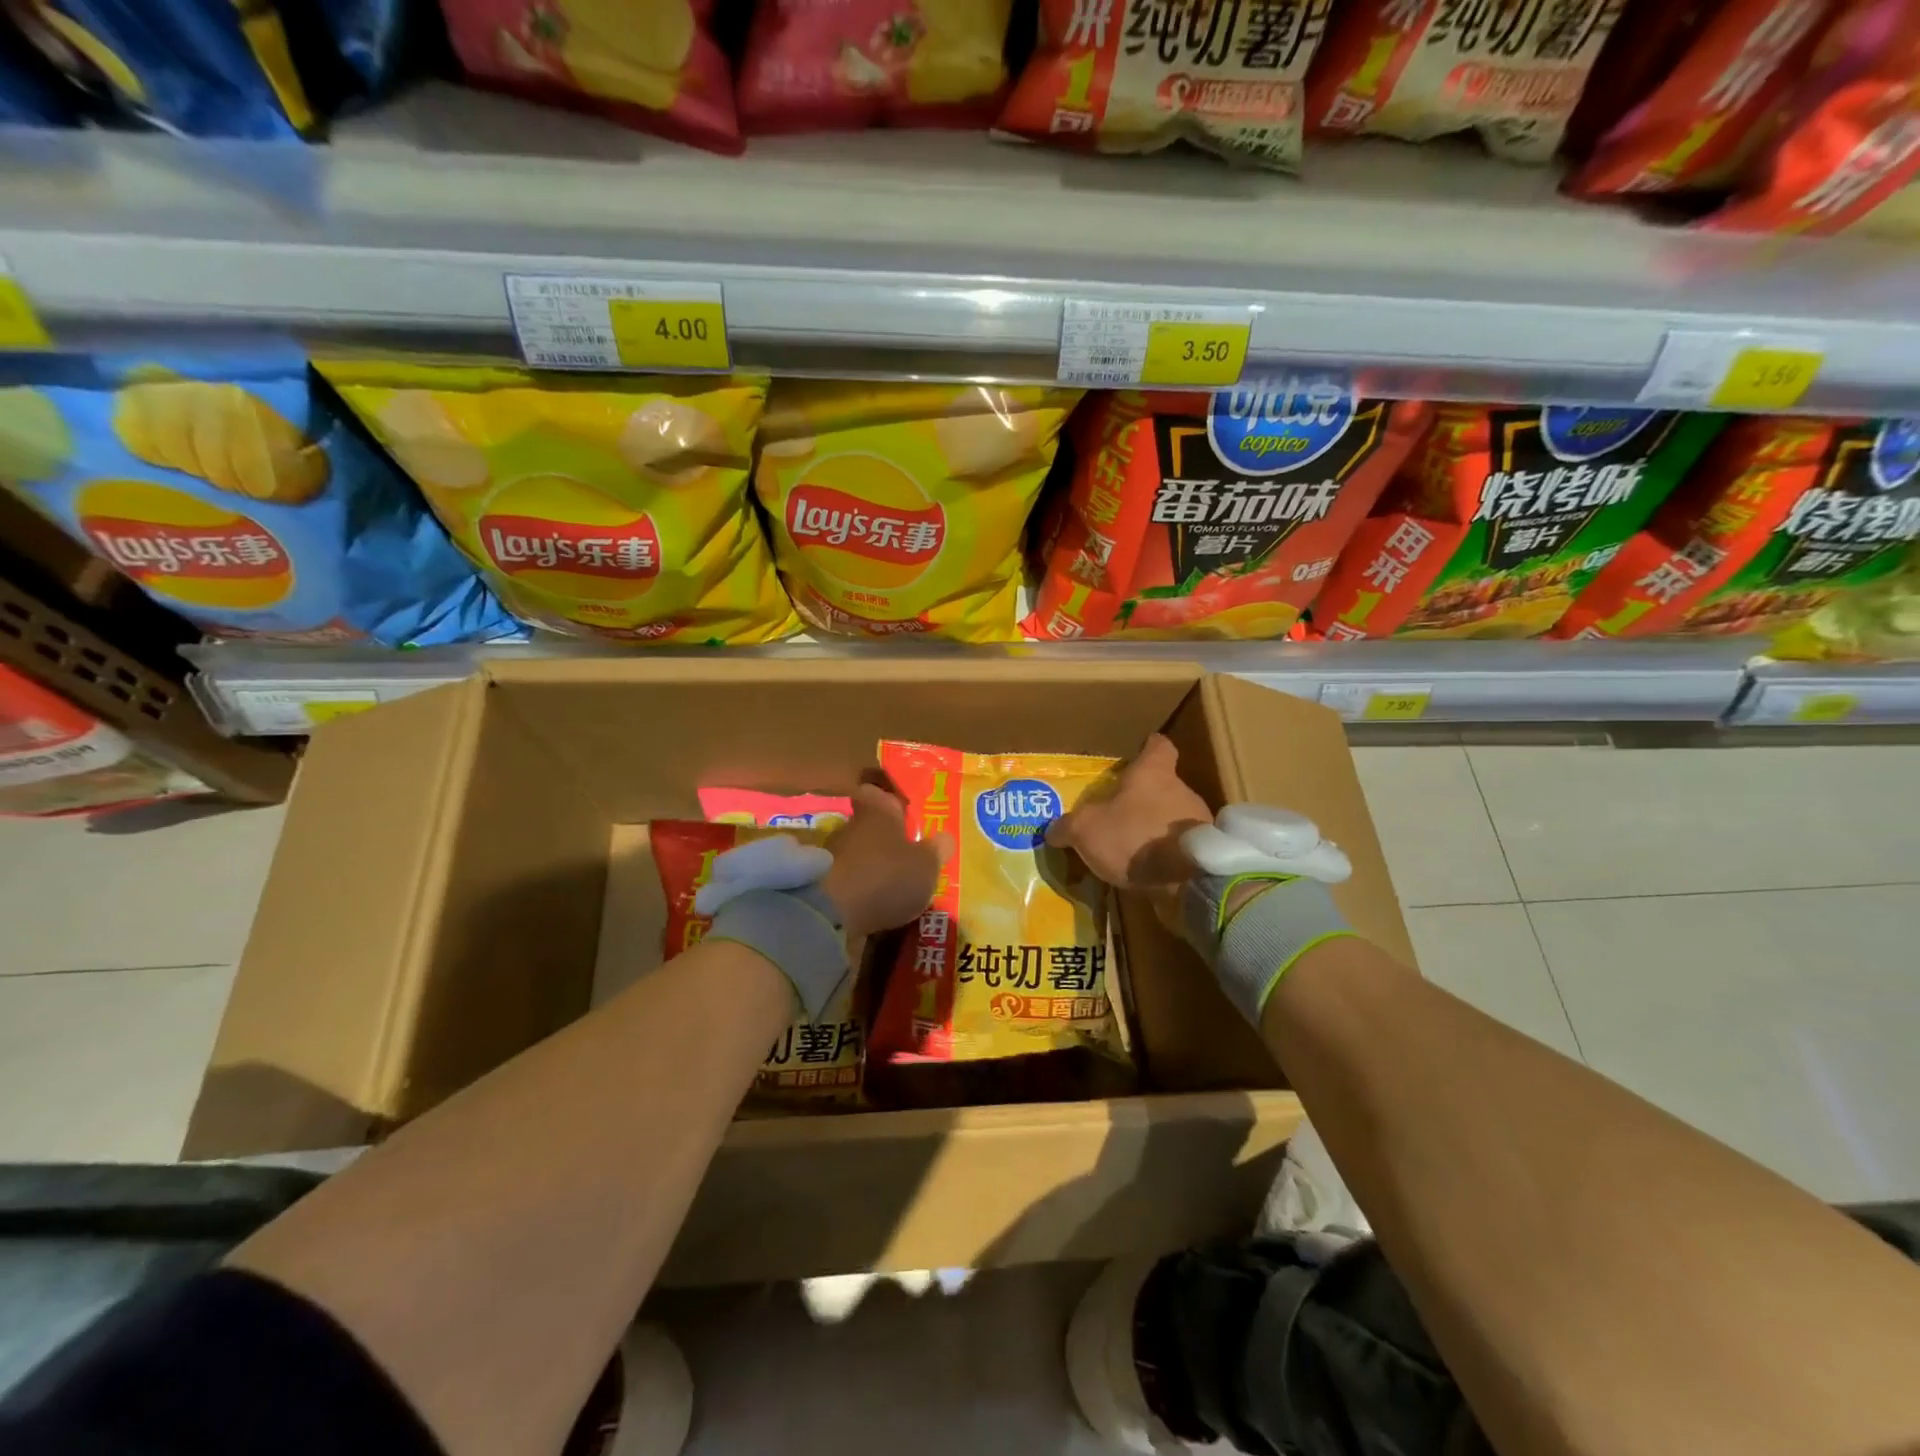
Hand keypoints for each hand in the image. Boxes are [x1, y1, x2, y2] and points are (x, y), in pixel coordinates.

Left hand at [819, 779, 949, 938]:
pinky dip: (860, 893)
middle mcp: (851, 827)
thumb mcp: (926, 865)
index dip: (890, 800)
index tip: (904, 812)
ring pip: (858, 856)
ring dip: (872, 868)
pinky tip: (876, 908)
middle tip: (909, 857)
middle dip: (886, 841)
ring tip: (895, 888)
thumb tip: (944, 837)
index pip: (878, 793)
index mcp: (878, 811)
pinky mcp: (820, 887)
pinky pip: (848, 884)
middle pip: (869, 827)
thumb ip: (936, 851)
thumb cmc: (886, 876)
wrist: (830, 914)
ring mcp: (832, 857)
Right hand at [1045, 734, 1211, 927]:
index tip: (1138, 752)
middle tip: (1119, 813)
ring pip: (1173, 816)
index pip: (1158, 747)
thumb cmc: (1134, 837)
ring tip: (1132, 848)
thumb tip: (1053, 830)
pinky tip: (1149, 870)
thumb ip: (1067, 827)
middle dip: (1144, 798)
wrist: (1187, 881)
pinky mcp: (1205, 852)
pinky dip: (1167, 853)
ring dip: (1156, 828)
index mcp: (1153, 773)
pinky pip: (1181, 846)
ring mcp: (1198, 821)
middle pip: (1164, 785)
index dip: (1147, 748)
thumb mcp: (1086, 830)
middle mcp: (1182, 790)